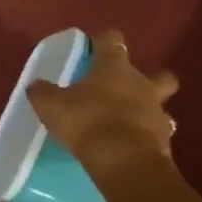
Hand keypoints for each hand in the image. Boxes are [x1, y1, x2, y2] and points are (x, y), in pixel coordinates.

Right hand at [26, 31, 177, 193]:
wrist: (124, 160)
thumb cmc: (87, 122)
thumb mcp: (51, 105)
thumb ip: (42, 92)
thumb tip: (36, 84)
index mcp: (114, 68)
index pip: (112, 41)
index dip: (104, 40)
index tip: (96, 44)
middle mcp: (142, 84)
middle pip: (158, 73)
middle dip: (149, 77)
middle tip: (128, 87)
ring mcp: (158, 112)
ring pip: (161, 105)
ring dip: (149, 109)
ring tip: (132, 120)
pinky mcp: (165, 141)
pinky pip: (158, 133)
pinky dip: (147, 136)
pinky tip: (132, 144)